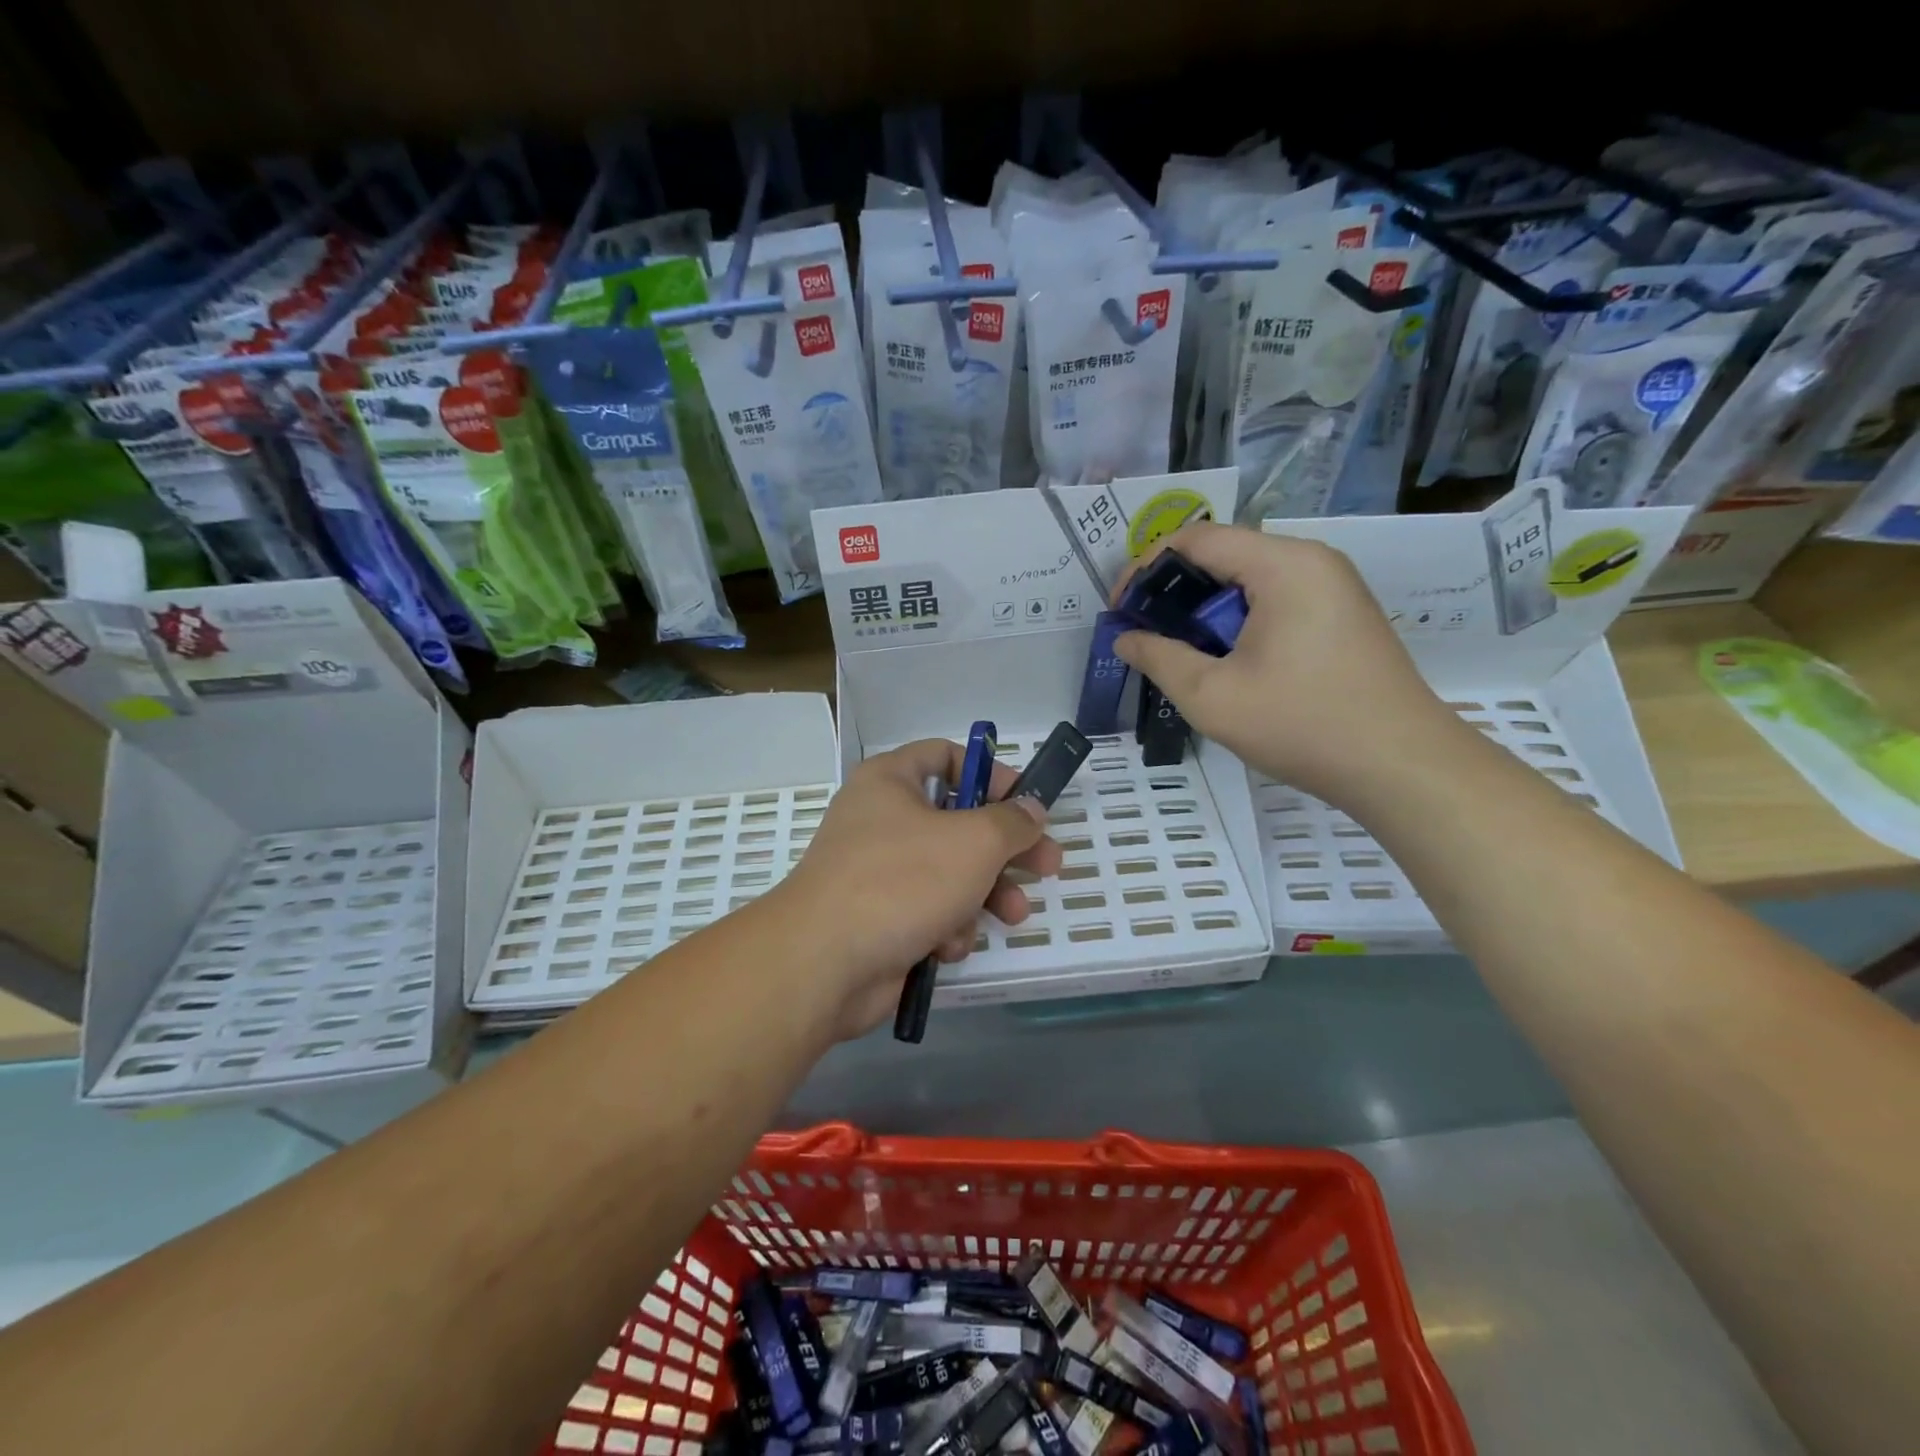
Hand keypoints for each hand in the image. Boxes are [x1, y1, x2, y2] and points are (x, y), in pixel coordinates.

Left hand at [773, 740, 1063, 1037]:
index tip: (1026, 801)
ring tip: (1014, 915)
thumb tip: (1031, 810)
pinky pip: (928, 911)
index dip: (989, 774)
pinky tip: (947, 945)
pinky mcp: (880, 918)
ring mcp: (878, 872)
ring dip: (986, 894)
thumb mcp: (974, 841)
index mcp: (890, 781)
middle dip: (1005, 849)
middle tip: (1047, 865)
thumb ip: (1012, 822)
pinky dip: (946, 926)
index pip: (945, 756)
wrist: (825, 962)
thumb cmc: (902, 880)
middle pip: (957, 822)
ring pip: (950, 872)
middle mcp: (881, 819)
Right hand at [1113, 522, 1459, 808]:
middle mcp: (1312, 561)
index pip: (1196, 539)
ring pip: (1249, 580)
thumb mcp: (1212, 697)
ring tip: (1179, 652)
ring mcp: (1333, 587)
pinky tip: (1225, 660)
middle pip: (1224, 555)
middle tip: (1144, 634)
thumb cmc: (1302, 724)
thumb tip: (1125, 638)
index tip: (1120, 610)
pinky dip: (1238, 621)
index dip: (1146, 568)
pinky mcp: (1342, 615)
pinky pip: (1276, 600)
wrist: (1402, 768)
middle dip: (1174, 591)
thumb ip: (1159, 659)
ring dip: (1205, 610)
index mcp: (1283, 565)